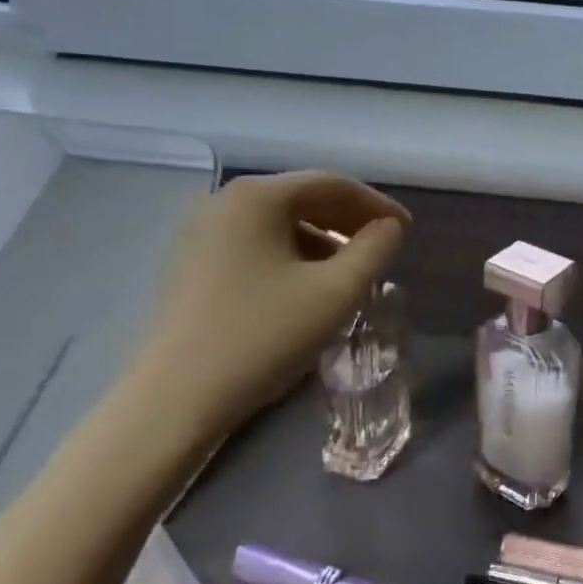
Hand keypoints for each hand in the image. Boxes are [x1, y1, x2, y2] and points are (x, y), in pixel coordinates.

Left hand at [131, 172, 406, 437]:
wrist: (175, 399)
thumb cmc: (263, 336)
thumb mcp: (335, 292)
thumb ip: (374, 250)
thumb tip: (388, 228)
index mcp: (256, 196)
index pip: (331, 184)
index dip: (376, 205)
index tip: (407, 230)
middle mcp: (222, 201)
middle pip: (301, 198)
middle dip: (349, 221)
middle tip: (384, 248)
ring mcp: (200, 233)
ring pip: (278, 224)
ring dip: (322, 241)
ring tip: (351, 273)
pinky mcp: (190, 264)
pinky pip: (254, 245)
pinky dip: (291, 256)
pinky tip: (308, 287)